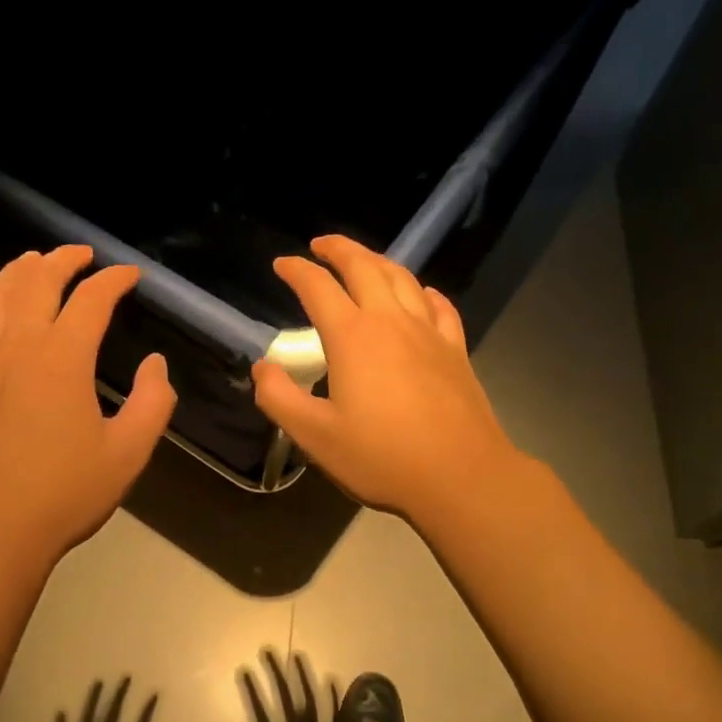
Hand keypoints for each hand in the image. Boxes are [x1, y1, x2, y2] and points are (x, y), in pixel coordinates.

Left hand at [0, 245, 175, 570]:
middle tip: (80, 253)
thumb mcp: (128, 452)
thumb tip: (156, 364)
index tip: (130, 275)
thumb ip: (153, 403)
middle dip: (61, 260)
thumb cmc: (66, 492)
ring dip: (15, 273)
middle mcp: (17, 347)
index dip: (113, 280)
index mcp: (63, 357)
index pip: (91, 300)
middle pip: (35, 283)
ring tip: (31, 263)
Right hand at [230, 649, 344, 721]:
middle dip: (274, 672)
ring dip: (303, 675)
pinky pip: (337, 712)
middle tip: (268, 650)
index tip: (245, 668)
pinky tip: (332, 679)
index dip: (252, 689)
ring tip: (298, 655)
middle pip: (283, 696)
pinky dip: (334, 695)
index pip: (260, 711)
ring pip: (310, 697)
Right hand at [252, 235, 518, 524]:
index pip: (319, 289)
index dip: (297, 271)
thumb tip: (262, 367)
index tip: (282, 264)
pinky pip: (440, 306)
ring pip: (403, 279)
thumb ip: (279, 398)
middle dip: (340, 249)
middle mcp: (391, 322)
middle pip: (365, 268)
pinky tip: (422, 295)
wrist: (459, 476)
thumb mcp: (315, 436)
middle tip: (321, 245)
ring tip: (364, 261)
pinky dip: (424, 292)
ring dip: (379, 262)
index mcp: (353, 337)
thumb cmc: (380, 457)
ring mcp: (429, 333)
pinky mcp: (456, 351)